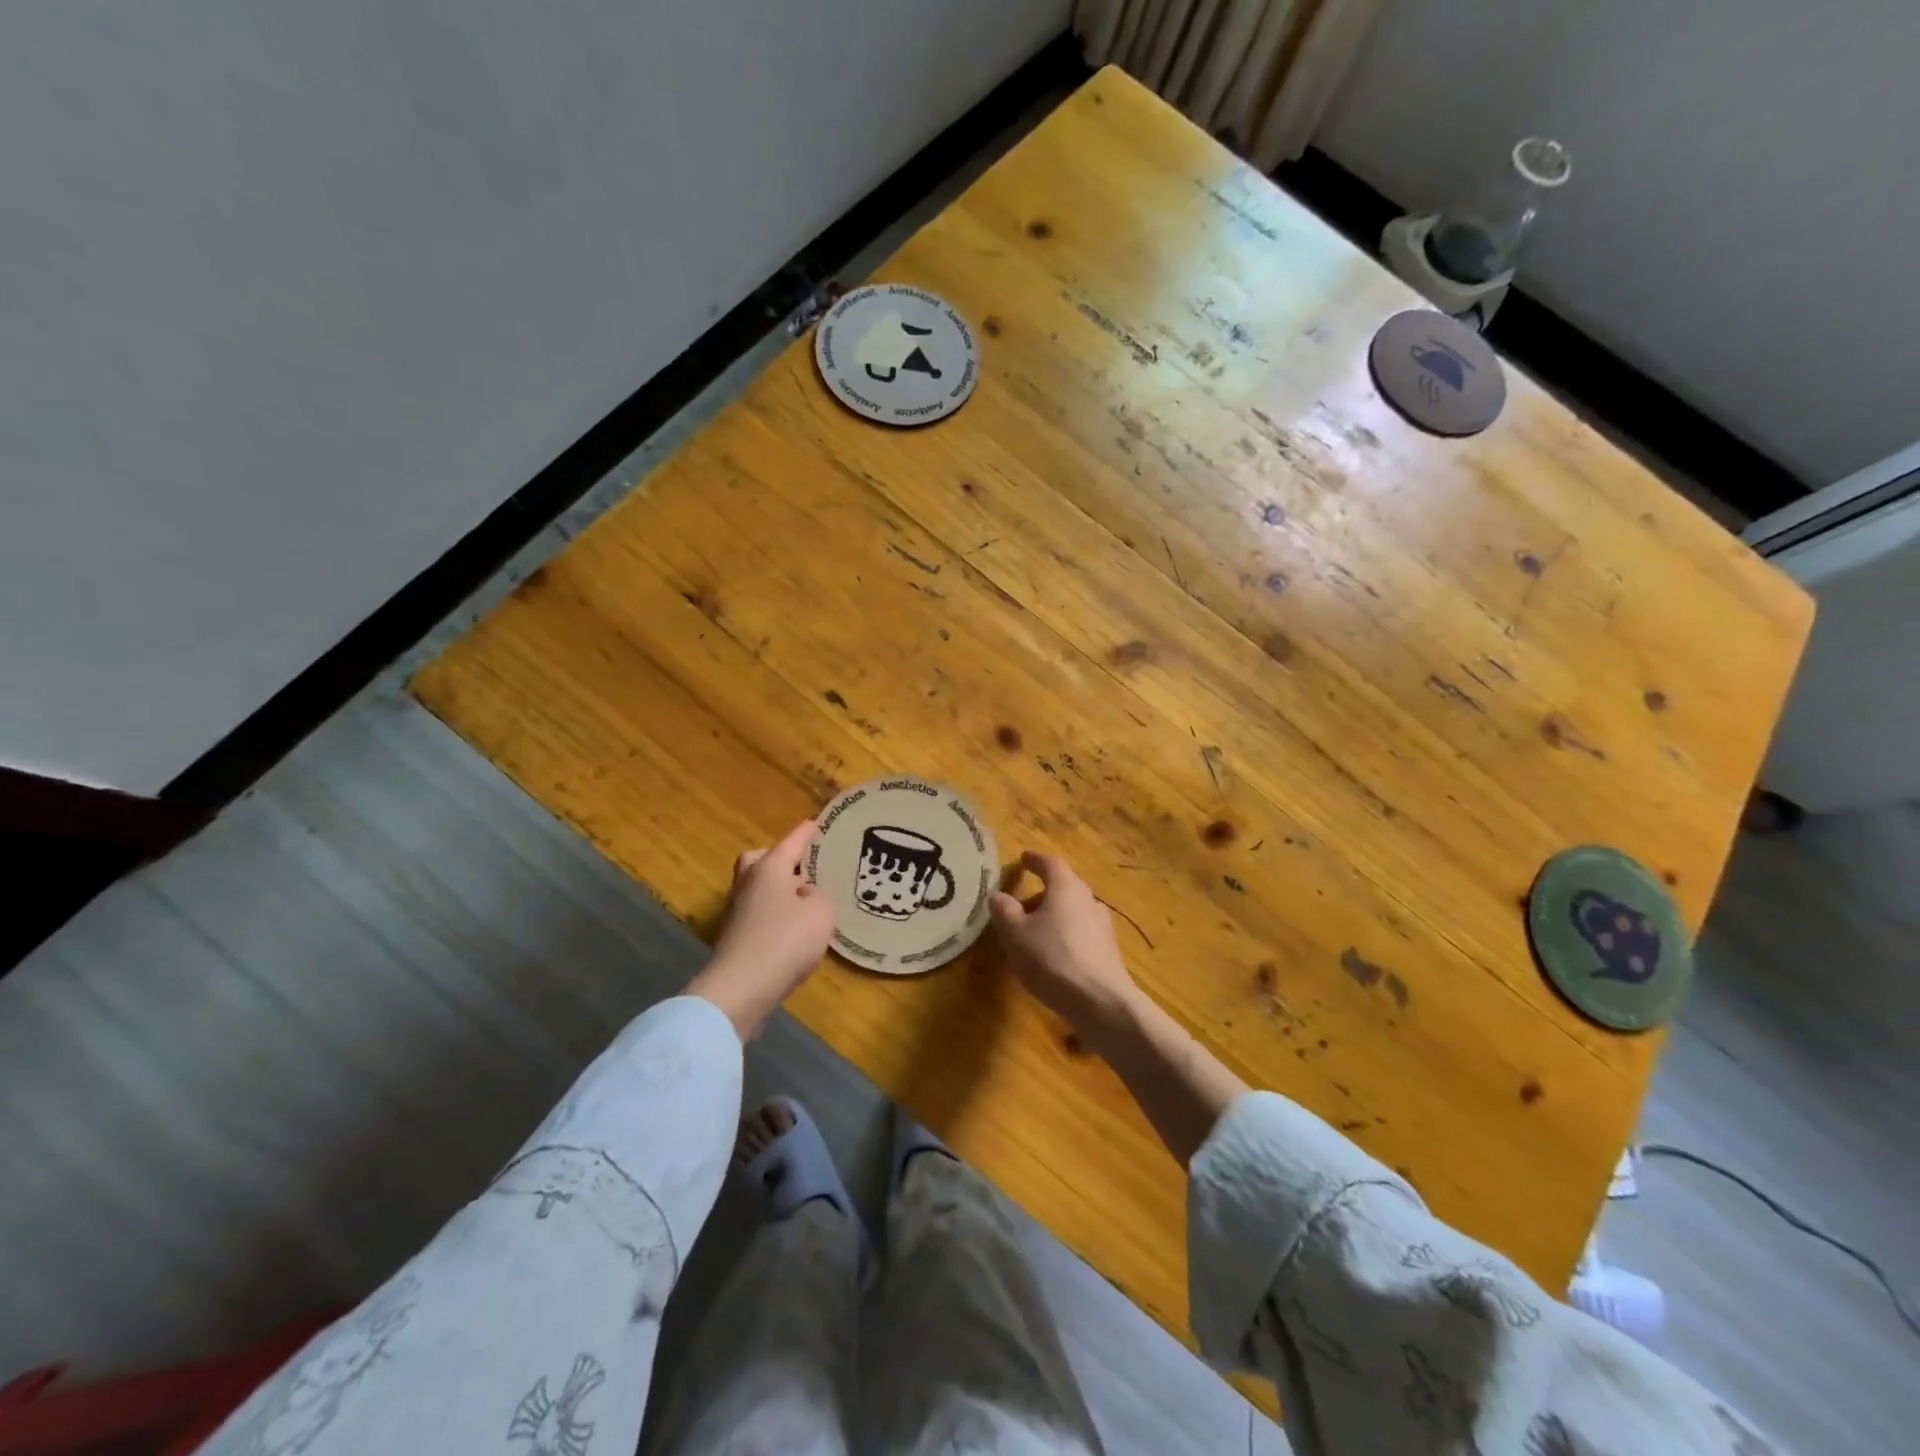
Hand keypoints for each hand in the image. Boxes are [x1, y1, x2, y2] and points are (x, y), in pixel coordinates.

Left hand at [686, 820, 835, 1039]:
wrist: (740, 988)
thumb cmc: (785, 940)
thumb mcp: (821, 914)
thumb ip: (820, 899)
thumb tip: (805, 898)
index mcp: (770, 867)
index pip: (793, 841)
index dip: (807, 832)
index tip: (817, 824)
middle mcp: (749, 882)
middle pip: (760, 860)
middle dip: (780, 860)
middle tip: (803, 870)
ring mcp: (737, 911)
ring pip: (758, 888)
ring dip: (778, 891)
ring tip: (805, 904)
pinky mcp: (735, 937)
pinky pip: (758, 914)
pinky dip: (774, 915)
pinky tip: (793, 930)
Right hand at [991, 851, 1142, 1049]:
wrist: (1099, 1001)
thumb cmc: (1051, 958)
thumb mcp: (1015, 933)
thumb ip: (1004, 910)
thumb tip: (1000, 896)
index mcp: (1066, 887)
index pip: (1050, 864)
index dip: (1034, 861)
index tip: (1023, 859)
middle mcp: (1088, 900)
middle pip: (1062, 888)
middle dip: (1040, 895)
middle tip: (1018, 909)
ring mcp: (1102, 926)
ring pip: (1072, 912)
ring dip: (1051, 919)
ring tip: (1031, 938)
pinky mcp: (1108, 951)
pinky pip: (1080, 934)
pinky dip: (1063, 937)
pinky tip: (1052, 958)